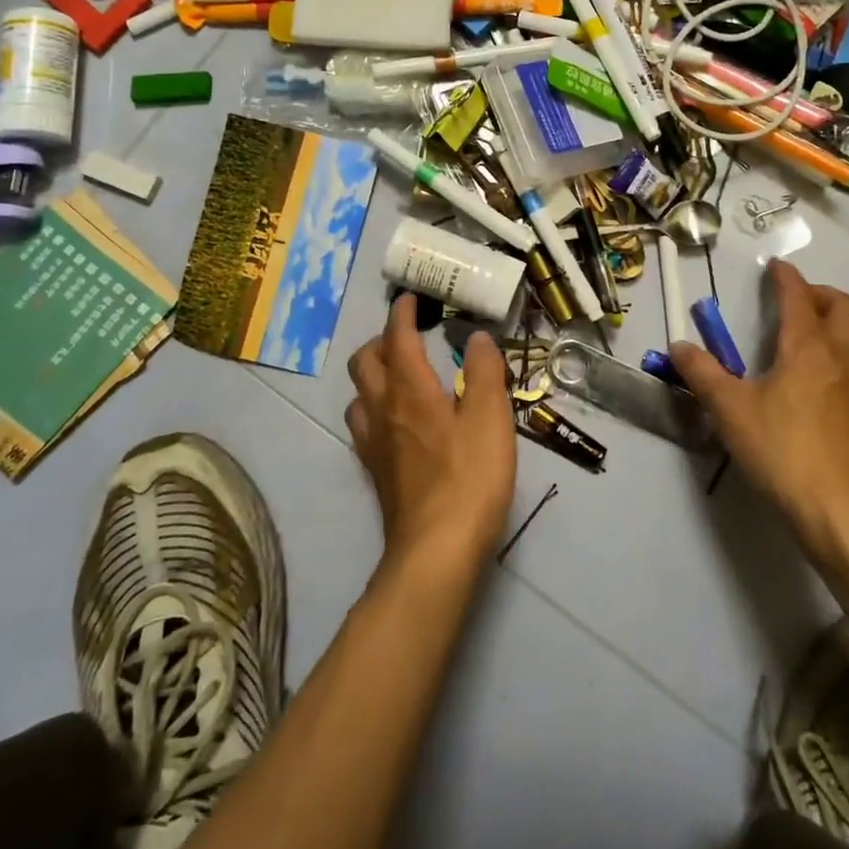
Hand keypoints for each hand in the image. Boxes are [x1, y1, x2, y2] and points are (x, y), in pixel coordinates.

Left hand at [346, 294, 517, 571]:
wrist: (436, 550)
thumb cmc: (469, 476)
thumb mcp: (490, 417)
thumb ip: (484, 372)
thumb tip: (477, 338)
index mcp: (410, 389)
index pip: (397, 337)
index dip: (401, 313)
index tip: (410, 298)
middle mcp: (383, 409)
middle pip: (364, 362)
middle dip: (381, 340)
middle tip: (407, 337)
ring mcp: (374, 443)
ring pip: (358, 394)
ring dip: (373, 376)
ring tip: (399, 377)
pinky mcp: (375, 472)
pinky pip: (363, 426)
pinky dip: (374, 409)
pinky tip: (395, 422)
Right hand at [670, 260, 848, 558]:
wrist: (838, 511)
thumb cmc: (781, 449)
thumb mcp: (729, 409)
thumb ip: (702, 373)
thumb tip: (679, 345)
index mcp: (807, 348)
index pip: (799, 297)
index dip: (786, 277)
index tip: (775, 267)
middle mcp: (839, 358)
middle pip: (844, 307)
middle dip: (818, 294)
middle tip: (791, 300)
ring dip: (831, 326)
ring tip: (798, 340)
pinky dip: (835, 356)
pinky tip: (811, 383)